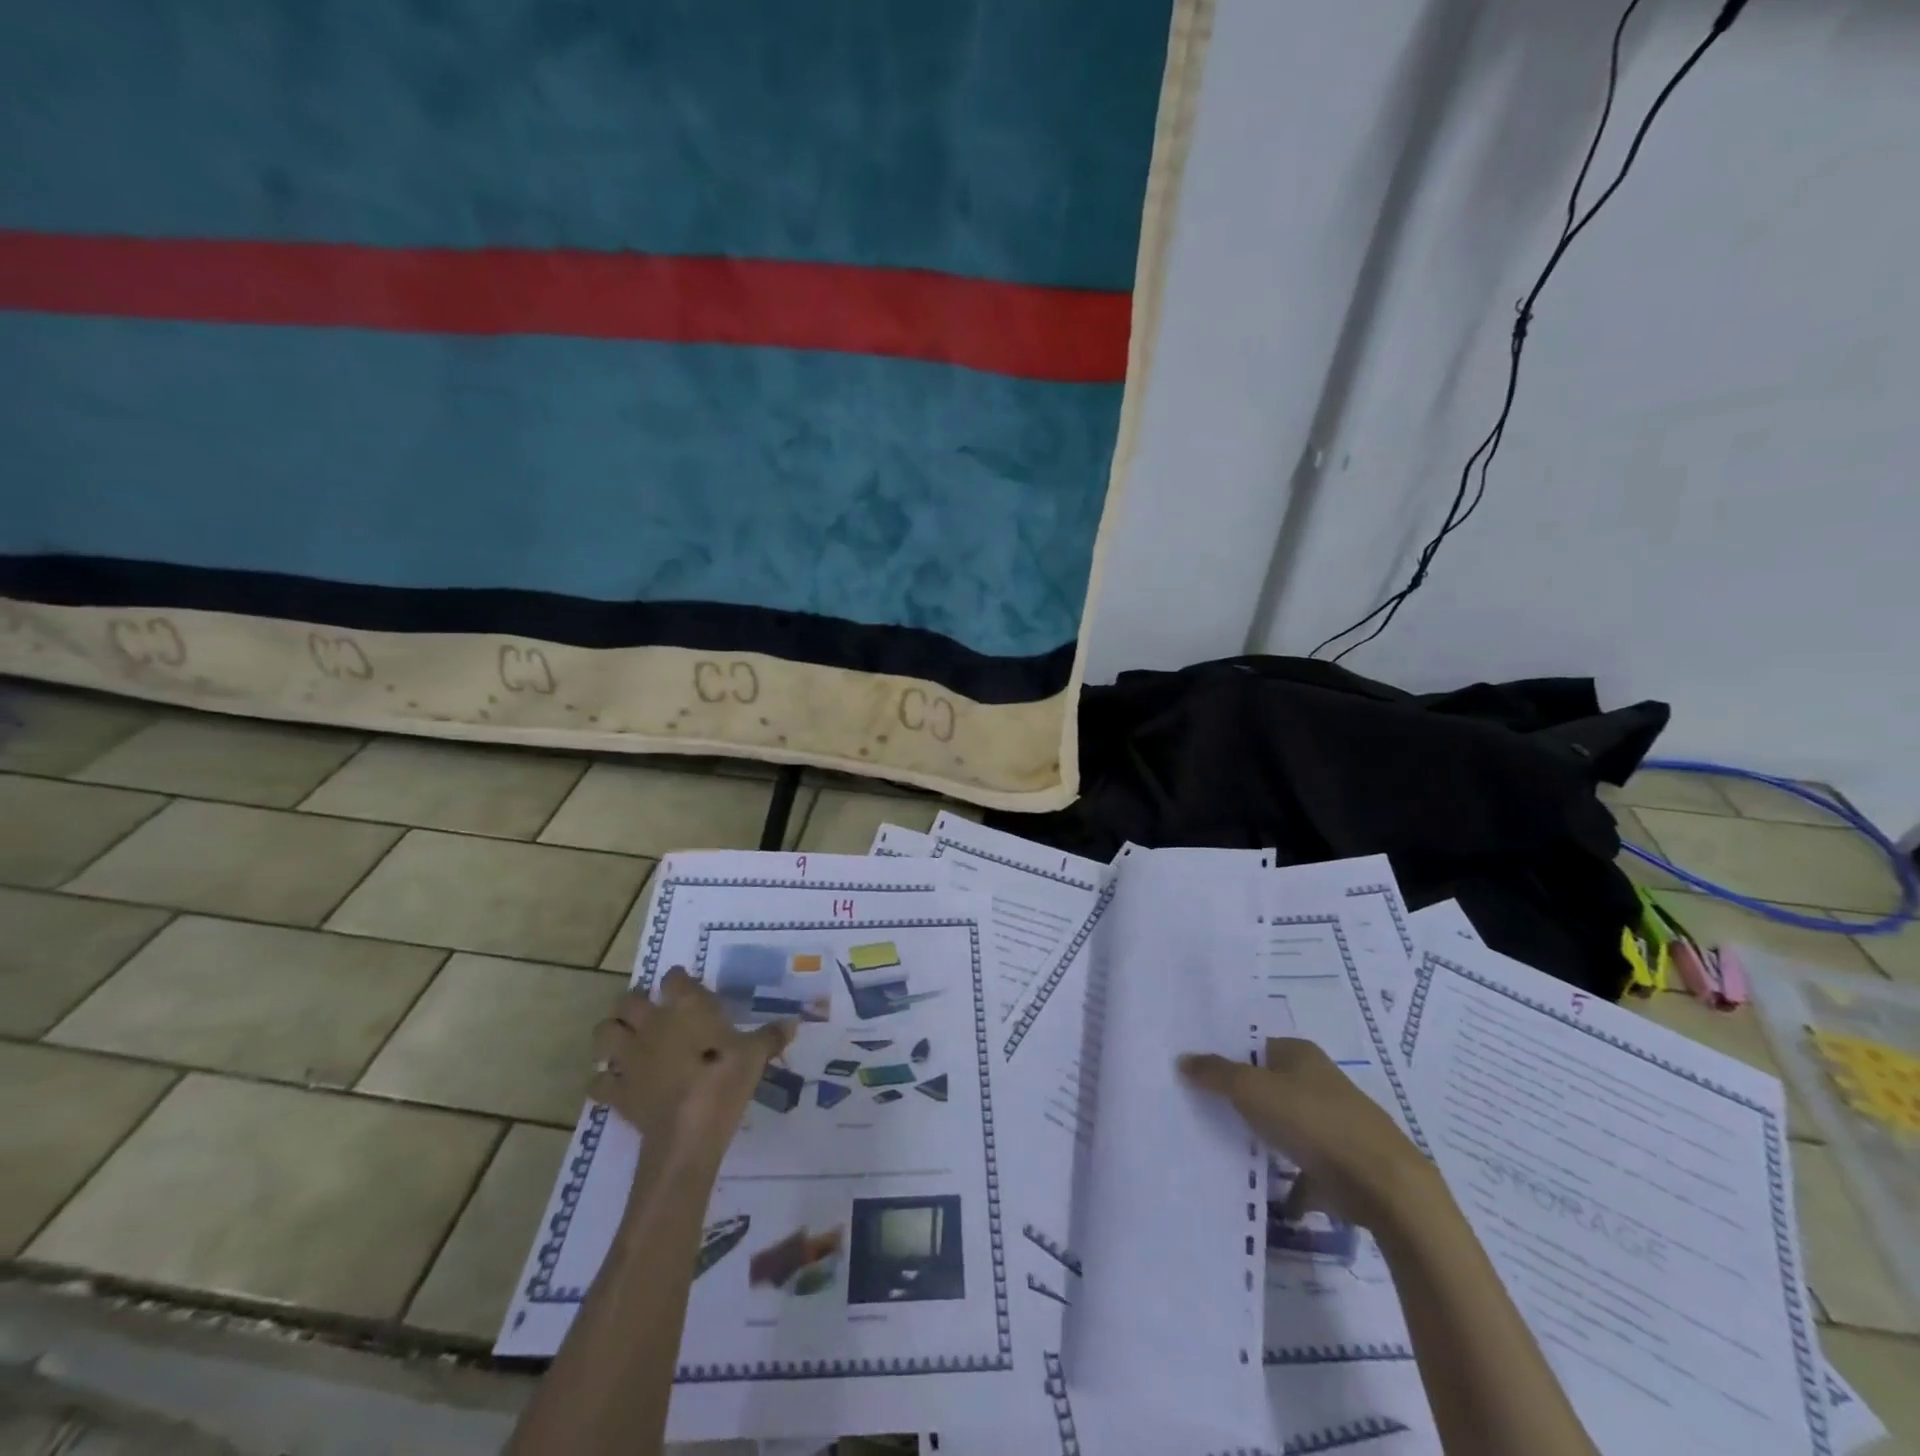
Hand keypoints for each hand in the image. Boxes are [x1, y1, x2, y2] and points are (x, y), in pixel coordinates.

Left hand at [590, 966, 793, 1162]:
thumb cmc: (723, 1082)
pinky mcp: (617, 1091)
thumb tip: (793, 1023)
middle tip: (650, 1011)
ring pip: (604, 1033)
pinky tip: (618, 1084)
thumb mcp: (756, 1056)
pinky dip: (604, 1081)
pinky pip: (598, 1082)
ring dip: (611, 1035)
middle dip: (634, 1002)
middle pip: (627, 1000)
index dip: (679, 980)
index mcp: (685, 1008)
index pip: (674, 978)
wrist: (688, 1133)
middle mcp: (651, 1025)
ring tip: (626, 1042)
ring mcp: (629, 1058)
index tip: (688, 987)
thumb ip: (771, 1036)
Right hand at [1180, 1037, 1435, 1226]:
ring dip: (1264, 1139)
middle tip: (1201, 1109)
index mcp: (1300, 1053)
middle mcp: (1319, 1081)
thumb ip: (1215, 1074)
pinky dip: (1290, 1182)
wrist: (1385, 1186)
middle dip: (1240, 1099)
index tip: (1196, 1074)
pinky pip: (1305, 1169)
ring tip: (1226, 1150)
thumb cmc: (1313, 1122)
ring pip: (1286, 1126)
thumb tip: (1183, 1059)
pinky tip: (1269, 1197)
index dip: (1226, 1057)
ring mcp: (1334, 1123)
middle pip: (1268, 1085)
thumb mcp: (1252, 1090)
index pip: (1254, 1046)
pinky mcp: (1344, 1164)